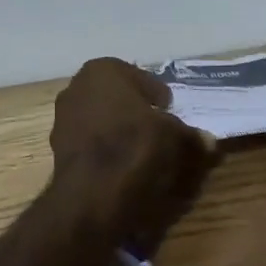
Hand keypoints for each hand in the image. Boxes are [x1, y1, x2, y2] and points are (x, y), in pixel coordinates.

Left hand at [47, 58, 217, 250]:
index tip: (171, 112)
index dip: (158, 96)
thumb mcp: (175, 137)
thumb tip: (208, 140)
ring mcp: (62, 118)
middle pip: (117, 98)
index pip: (140, 78)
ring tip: (144, 153)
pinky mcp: (57, 148)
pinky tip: (122, 168)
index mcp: (102, 69)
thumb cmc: (135, 147)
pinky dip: (105, 151)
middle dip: (136, 111)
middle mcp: (77, 86)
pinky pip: (91, 144)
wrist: (93, 196)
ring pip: (102, 120)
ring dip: (120, 132)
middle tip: (160, 131)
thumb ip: (190, 135)